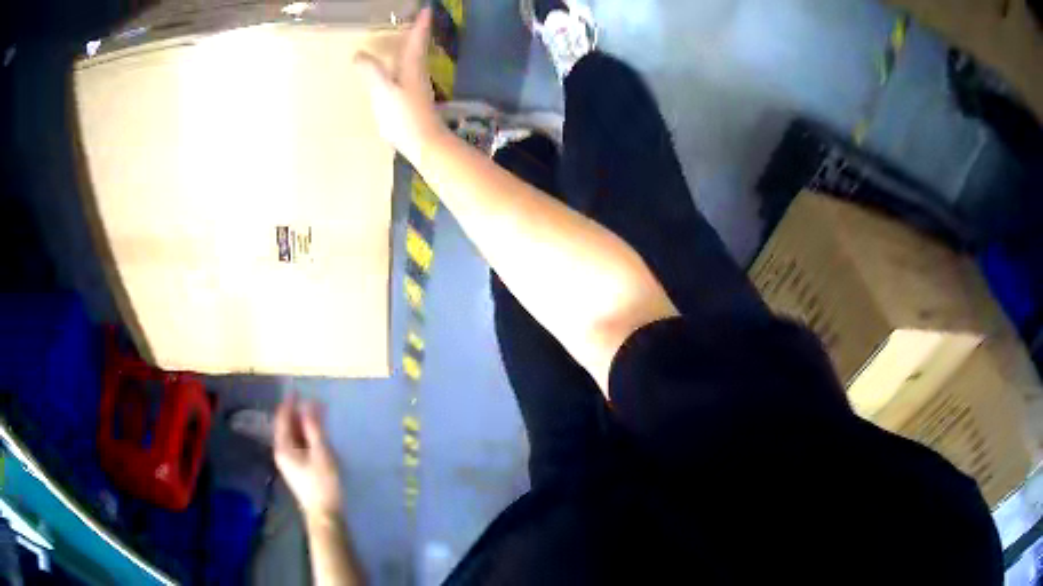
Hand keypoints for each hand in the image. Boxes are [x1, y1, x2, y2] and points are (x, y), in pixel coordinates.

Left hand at [273, 394, 343, 523]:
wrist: (325, 514)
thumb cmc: (323, 483)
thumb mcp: (321, 452)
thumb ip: (313, 428)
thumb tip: (308, 404)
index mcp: (283, 446)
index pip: (282, 418)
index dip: (290, 403)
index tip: (298, 389)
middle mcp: (281, 451)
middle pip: (286, 426)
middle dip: (297, 412)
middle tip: (313, 401)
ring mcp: (288, 461)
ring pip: (292, 435)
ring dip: (302, 423)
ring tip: (316, 413)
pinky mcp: (297, 468)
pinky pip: (297, 444)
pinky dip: (305, 434)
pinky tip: (315, 433)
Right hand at [354, 7, 445, 161]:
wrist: (423, 143)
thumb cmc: (404, 116)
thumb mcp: (383, 91)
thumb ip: (371, 71)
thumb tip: (358, 53)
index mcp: (412, 66)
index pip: (417, 39)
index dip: (421, 24)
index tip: (427, 8)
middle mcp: (417, 73)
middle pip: (418, 48)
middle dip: (417, 33)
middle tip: (415, 20)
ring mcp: (417, 87)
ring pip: (414, 60)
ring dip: (411, 47)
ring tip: (404, 39)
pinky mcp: (414, 99)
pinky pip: (408, 73)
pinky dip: (404, 64)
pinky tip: (396, 71)